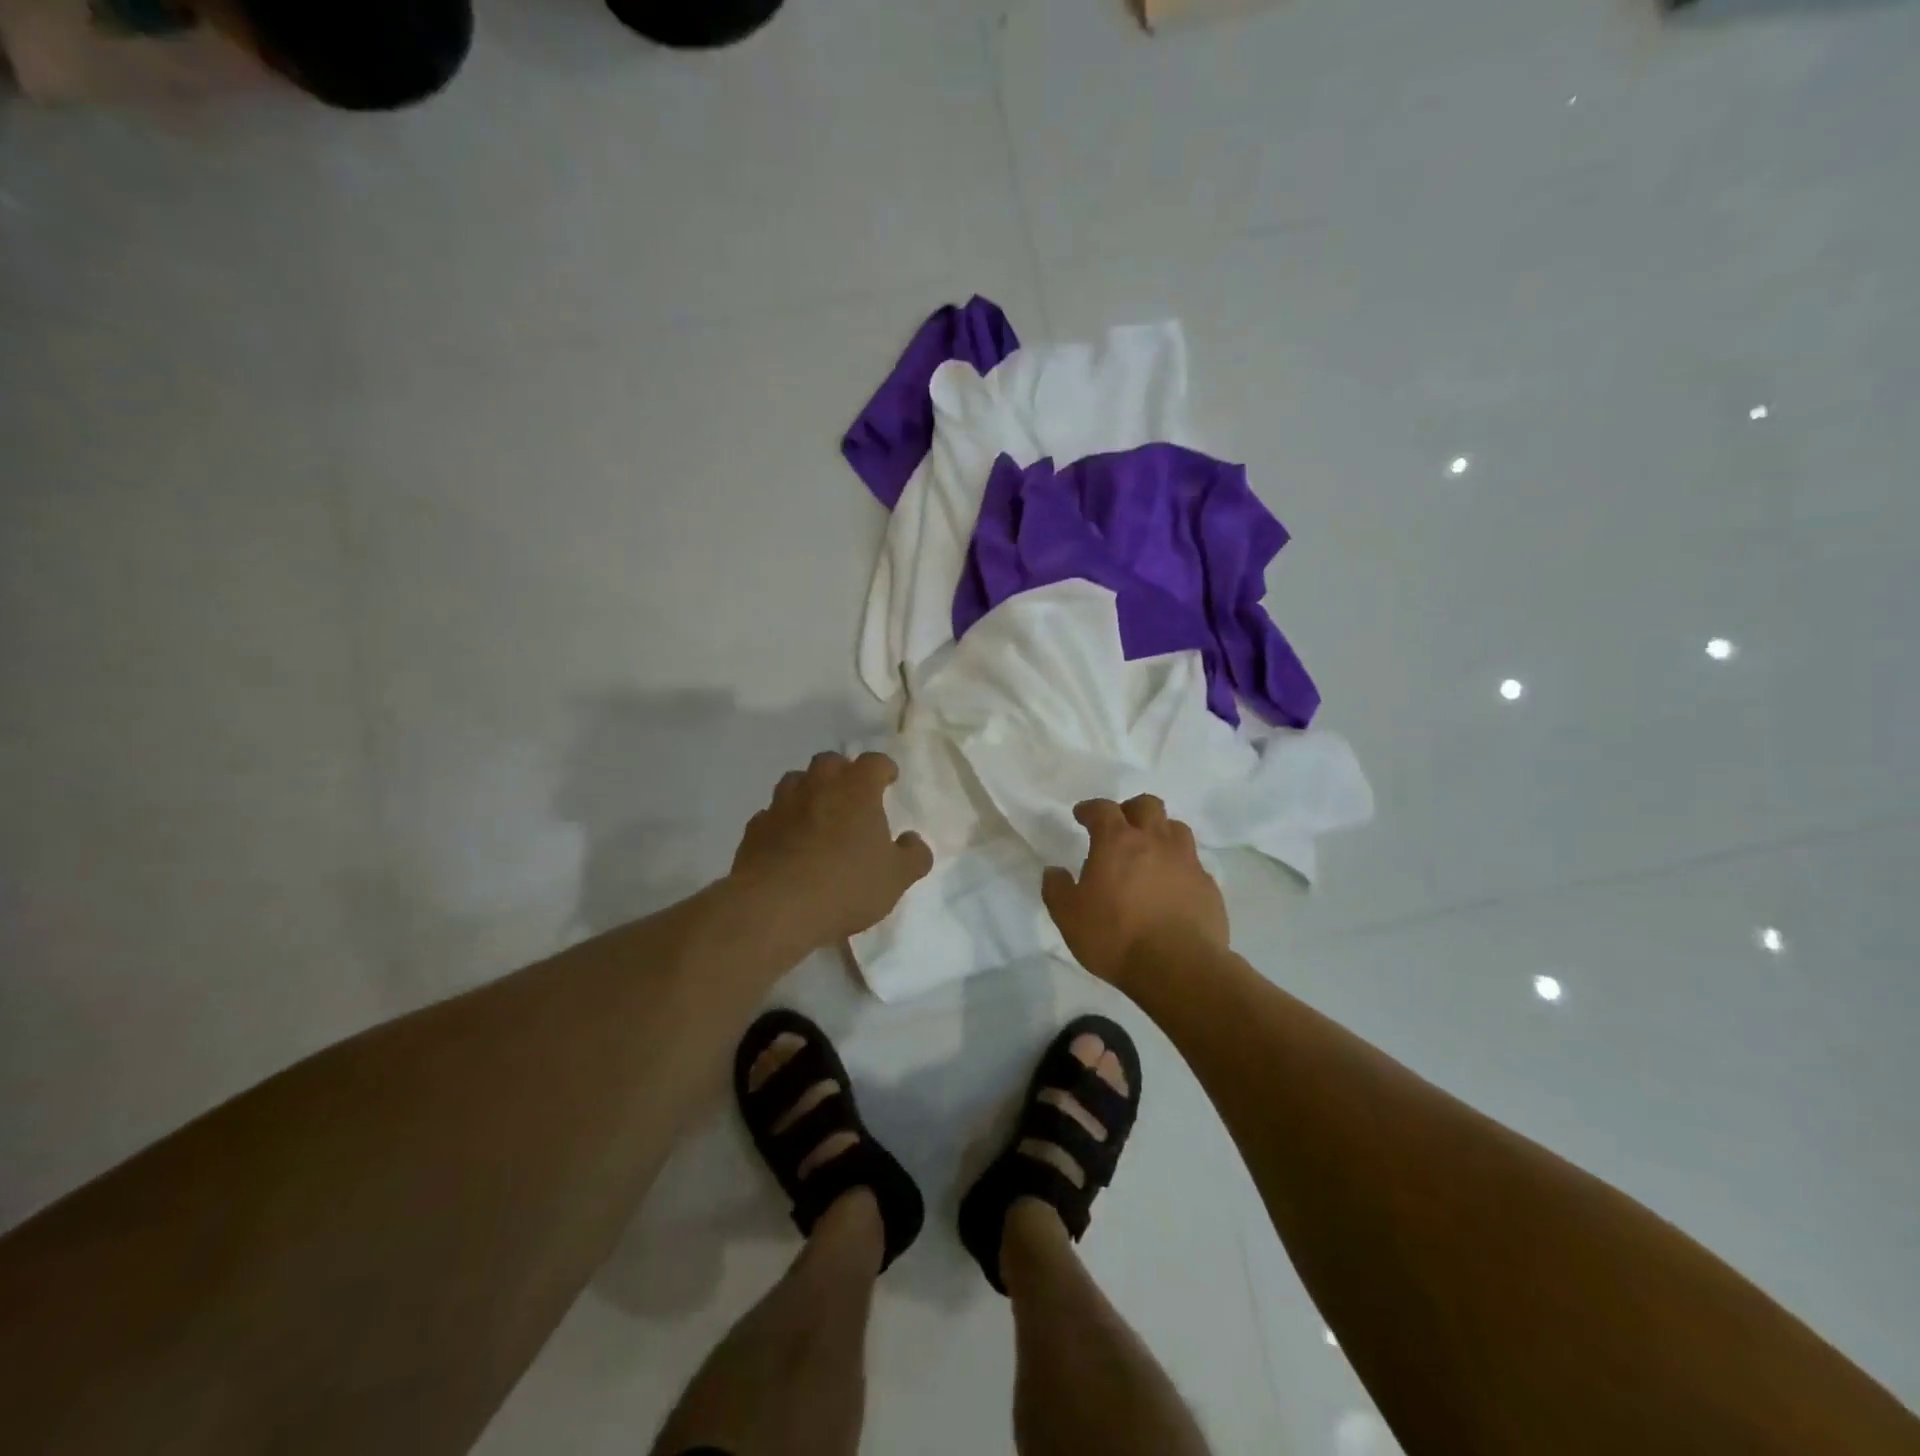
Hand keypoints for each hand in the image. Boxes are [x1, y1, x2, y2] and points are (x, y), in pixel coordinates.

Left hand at [729, 751, 932, 948]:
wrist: (775, 908)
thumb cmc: (846, 885)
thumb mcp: (896, 878)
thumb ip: (913, 855)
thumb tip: (913, 840)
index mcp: (857, 789)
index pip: (874, 761)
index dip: (884, 768)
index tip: (889, 780)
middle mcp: (818, 785)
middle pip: (830, 762)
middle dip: (843, 773)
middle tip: (852, 797)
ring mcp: (781, 804)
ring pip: (795, 781)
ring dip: (809, 792)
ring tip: (818, 816)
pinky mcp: (755, 828)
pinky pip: (772, 814)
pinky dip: (782, 821)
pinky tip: (788, 843)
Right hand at [1042, 795, 1229, 988]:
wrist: (1178, 968)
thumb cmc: (1115, 937)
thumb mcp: (1069, 917)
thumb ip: (1057, 889)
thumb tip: (1054, 871)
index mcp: (1118, 842)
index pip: (1103, 809)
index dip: (1090, 809)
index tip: (1082, 815)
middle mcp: (1155, 842)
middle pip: (1148, 805)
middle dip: (1131, 809)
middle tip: (1120, 825)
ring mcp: (1187, 861)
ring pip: (1176, 828)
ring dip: (1160, 832)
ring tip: (1150, 851)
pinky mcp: (1208, 886)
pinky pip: (1193, 863)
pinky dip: (1179, 865)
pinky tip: (1172, 885)